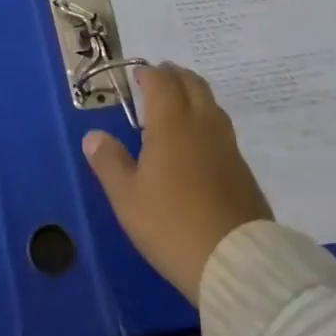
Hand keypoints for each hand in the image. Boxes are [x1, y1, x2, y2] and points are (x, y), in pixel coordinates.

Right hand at [81, 64, 271, 304]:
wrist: (236, 261)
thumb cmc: (172, 224)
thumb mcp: (127, 198)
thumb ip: (109, 162)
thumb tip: (93, 135)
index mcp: (171, 122)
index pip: (162, 81)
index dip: (149, 74)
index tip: (138, 77)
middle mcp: (201, 122)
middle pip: (191, 83)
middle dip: (173, 76)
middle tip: (158, 81)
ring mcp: (227, 144)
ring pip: (210, 102)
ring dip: (192, 94)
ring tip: (177, 107)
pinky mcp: (242, 168)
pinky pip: (221, 128)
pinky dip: (206, 120)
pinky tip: (198, 143)